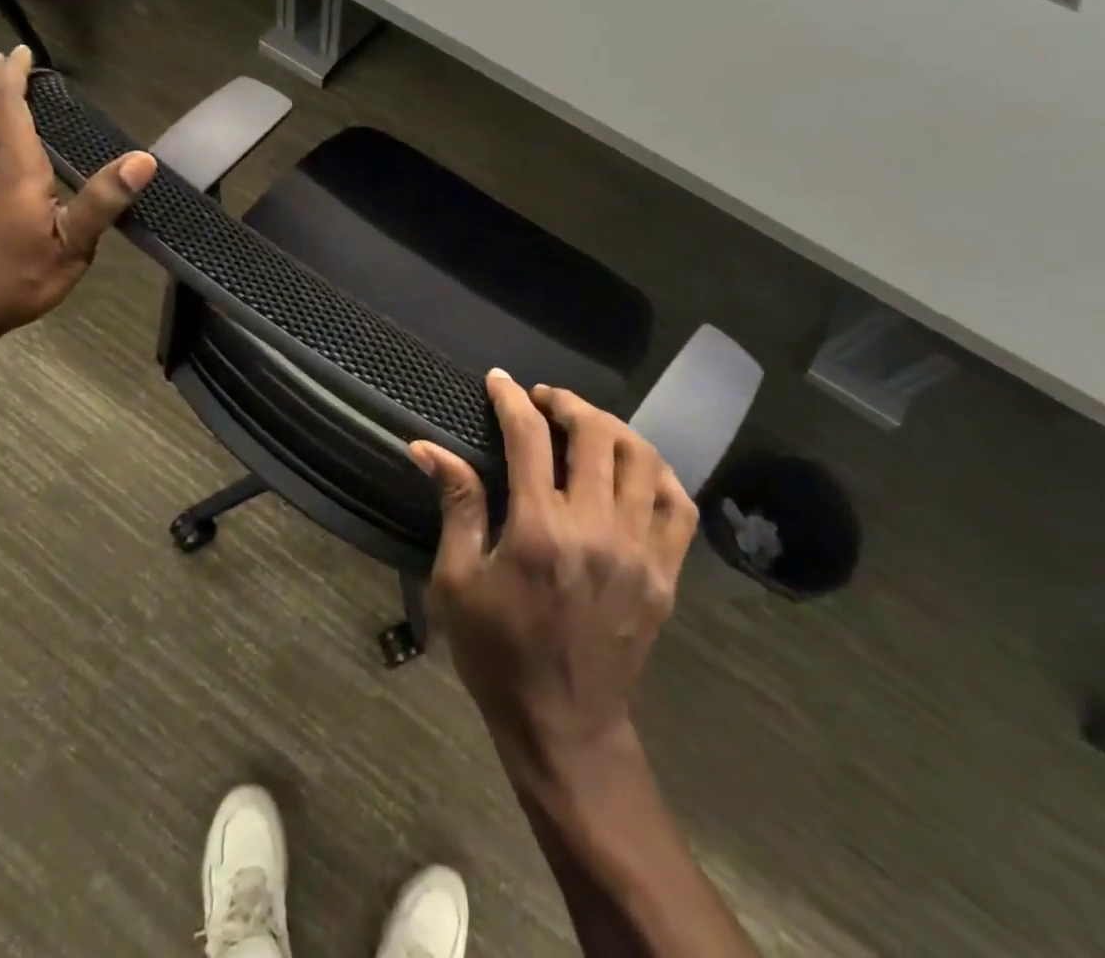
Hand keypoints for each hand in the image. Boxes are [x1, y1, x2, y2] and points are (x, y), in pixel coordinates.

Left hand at [0, 45, 155, 336]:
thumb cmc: (17, 279)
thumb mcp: (72, 247)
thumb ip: (104, 201)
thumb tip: (143, 160)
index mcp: (15, 170)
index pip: (8, 107)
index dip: (14, 76)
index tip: (22, 51)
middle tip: (4, 57)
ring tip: (3, 84)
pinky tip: (0, 136)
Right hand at [410, 372, 697, 773]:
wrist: (564, 724)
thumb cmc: (498, 652)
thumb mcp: (457, 581)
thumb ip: (456, 505)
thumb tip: (425, 447)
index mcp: (538, 530)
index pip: (528, 438)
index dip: (511, 399)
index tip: (499, 380)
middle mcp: (595, 530)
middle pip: (594, 435)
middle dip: (566, 403)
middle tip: (544, 400)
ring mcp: (639, 551)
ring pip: (642, 459)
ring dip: (612, 428)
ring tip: (586, 426)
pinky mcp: (666, 573)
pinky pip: (678, 505)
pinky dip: (660, 473)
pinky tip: (636, 466)